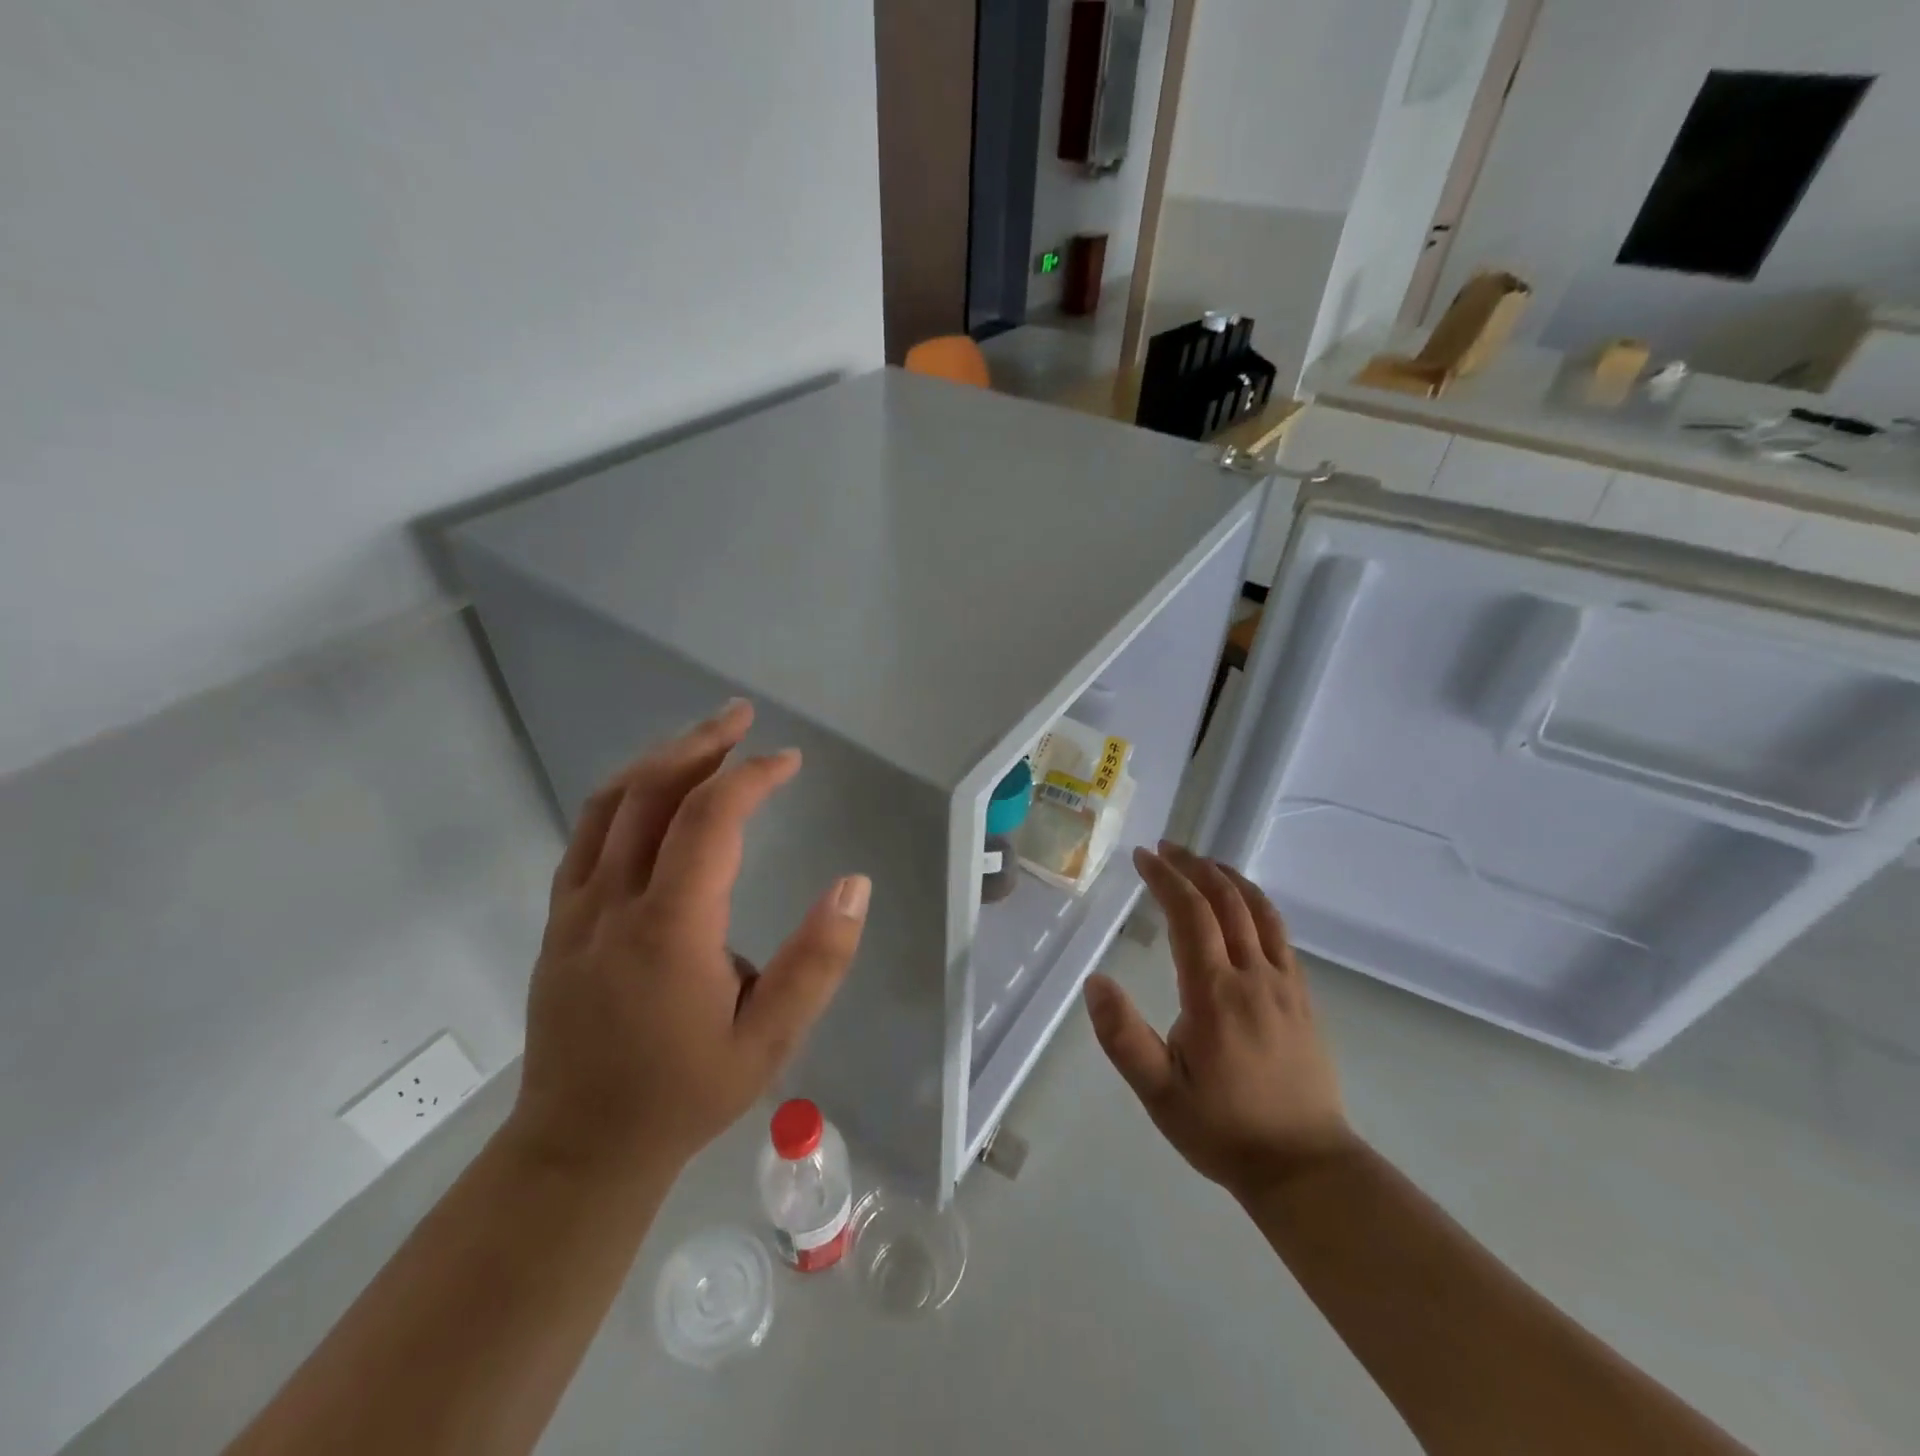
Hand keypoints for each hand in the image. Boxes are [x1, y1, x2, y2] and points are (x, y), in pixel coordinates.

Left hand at [509, 699, 869, 1178]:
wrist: (579, 1147)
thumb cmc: (685, 1094)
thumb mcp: (771, 1041)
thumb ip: (818, 961)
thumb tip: (854, 885)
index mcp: (669, 929)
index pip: (709, 820)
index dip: (751, 776)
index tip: (789, 761)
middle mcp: (613, 903)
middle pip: (650, 792)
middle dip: (701, 744)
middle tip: (741, 715)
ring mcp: (575, 908)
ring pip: (609, 805)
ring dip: (659, 760)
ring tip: (703, 739)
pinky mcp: (558, 920)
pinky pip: (587, 834)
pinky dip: (625, 794)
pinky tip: (654, 792)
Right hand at [1084, 842, 1354, 1198]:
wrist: (1305, 1168)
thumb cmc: (1223, 1129)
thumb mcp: (1159, 1093)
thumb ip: (1123, 1037)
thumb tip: (1095, 981)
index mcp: (1214, 994)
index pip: (1190, 914)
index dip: (1165, 878)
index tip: (1142, 857)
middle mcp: (1253, 976)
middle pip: (1226, 901)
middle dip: (1193, 866)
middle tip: (1165, 848)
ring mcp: (1285, 984)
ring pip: (1259, 910)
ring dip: (1227, 877)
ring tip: (1201, 861)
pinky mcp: (1302, 997)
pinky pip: (1279, 932)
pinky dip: (1256, 903)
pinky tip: (1243, 904)